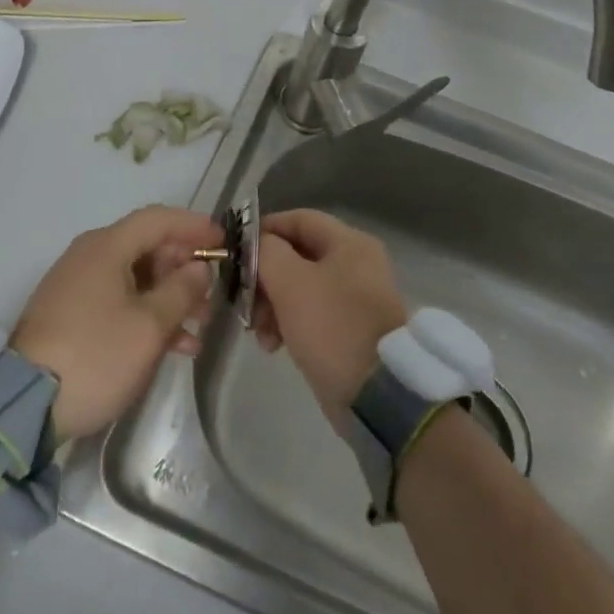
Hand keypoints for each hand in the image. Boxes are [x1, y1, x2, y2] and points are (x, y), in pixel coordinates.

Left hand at [12, 205, 219, 445]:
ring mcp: (77, 287)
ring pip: (136, 279)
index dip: (194, 226)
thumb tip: (197, 268)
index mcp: (106, 247)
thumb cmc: (95, 355)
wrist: (24, 406)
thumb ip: (181, 291)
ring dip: (170, 298)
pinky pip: (118, 302)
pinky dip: (147, 316)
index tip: (223, 241)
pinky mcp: (71, 317)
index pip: (158, 219)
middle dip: (184, 269)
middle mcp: (89, 257)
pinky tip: (174, 346)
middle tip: (213, 294)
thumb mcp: (149, 325)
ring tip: (199, 326)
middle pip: (147, 248)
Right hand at [253, 209, 408, 426]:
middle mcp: (356, 263)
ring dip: (272, 304)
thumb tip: (258, 243)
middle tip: (245, 302)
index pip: (298, 219)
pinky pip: (311, 313)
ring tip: (259, 333)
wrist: (377, 395)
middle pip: (296, 255)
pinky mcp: (349, 328)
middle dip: (265, 277)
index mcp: (349, 242)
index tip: (236, 252)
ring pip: (299, 287)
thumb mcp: (291, 282)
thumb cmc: (332, 326)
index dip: (264, 230)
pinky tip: (274, 345)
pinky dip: (288, 323)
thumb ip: (268, 252)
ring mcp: (354, 298)